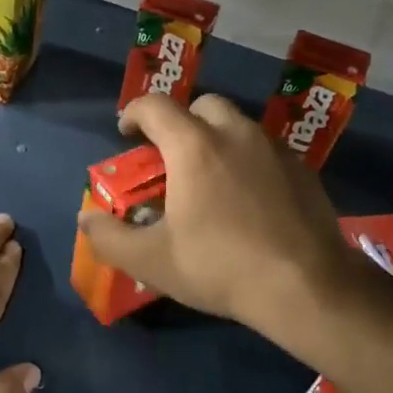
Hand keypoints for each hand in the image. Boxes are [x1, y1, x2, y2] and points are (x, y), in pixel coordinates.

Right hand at [75, 94, 355, 335]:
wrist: (306, 287)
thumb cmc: (220, 266)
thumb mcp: (152, 261)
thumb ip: (110, 237)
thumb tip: (86, 218)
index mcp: (193, 145)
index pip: (154, 105)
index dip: (133, 113)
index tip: (125, 133)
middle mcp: (235, 133)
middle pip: (202, 105)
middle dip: (180, 121)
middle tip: (171, 156)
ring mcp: (274, 149)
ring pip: (238, 126)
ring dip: (217, 139)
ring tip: (210, 179)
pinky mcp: (303, 170)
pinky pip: (266, 150)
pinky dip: (248, 161)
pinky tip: (249, 199)